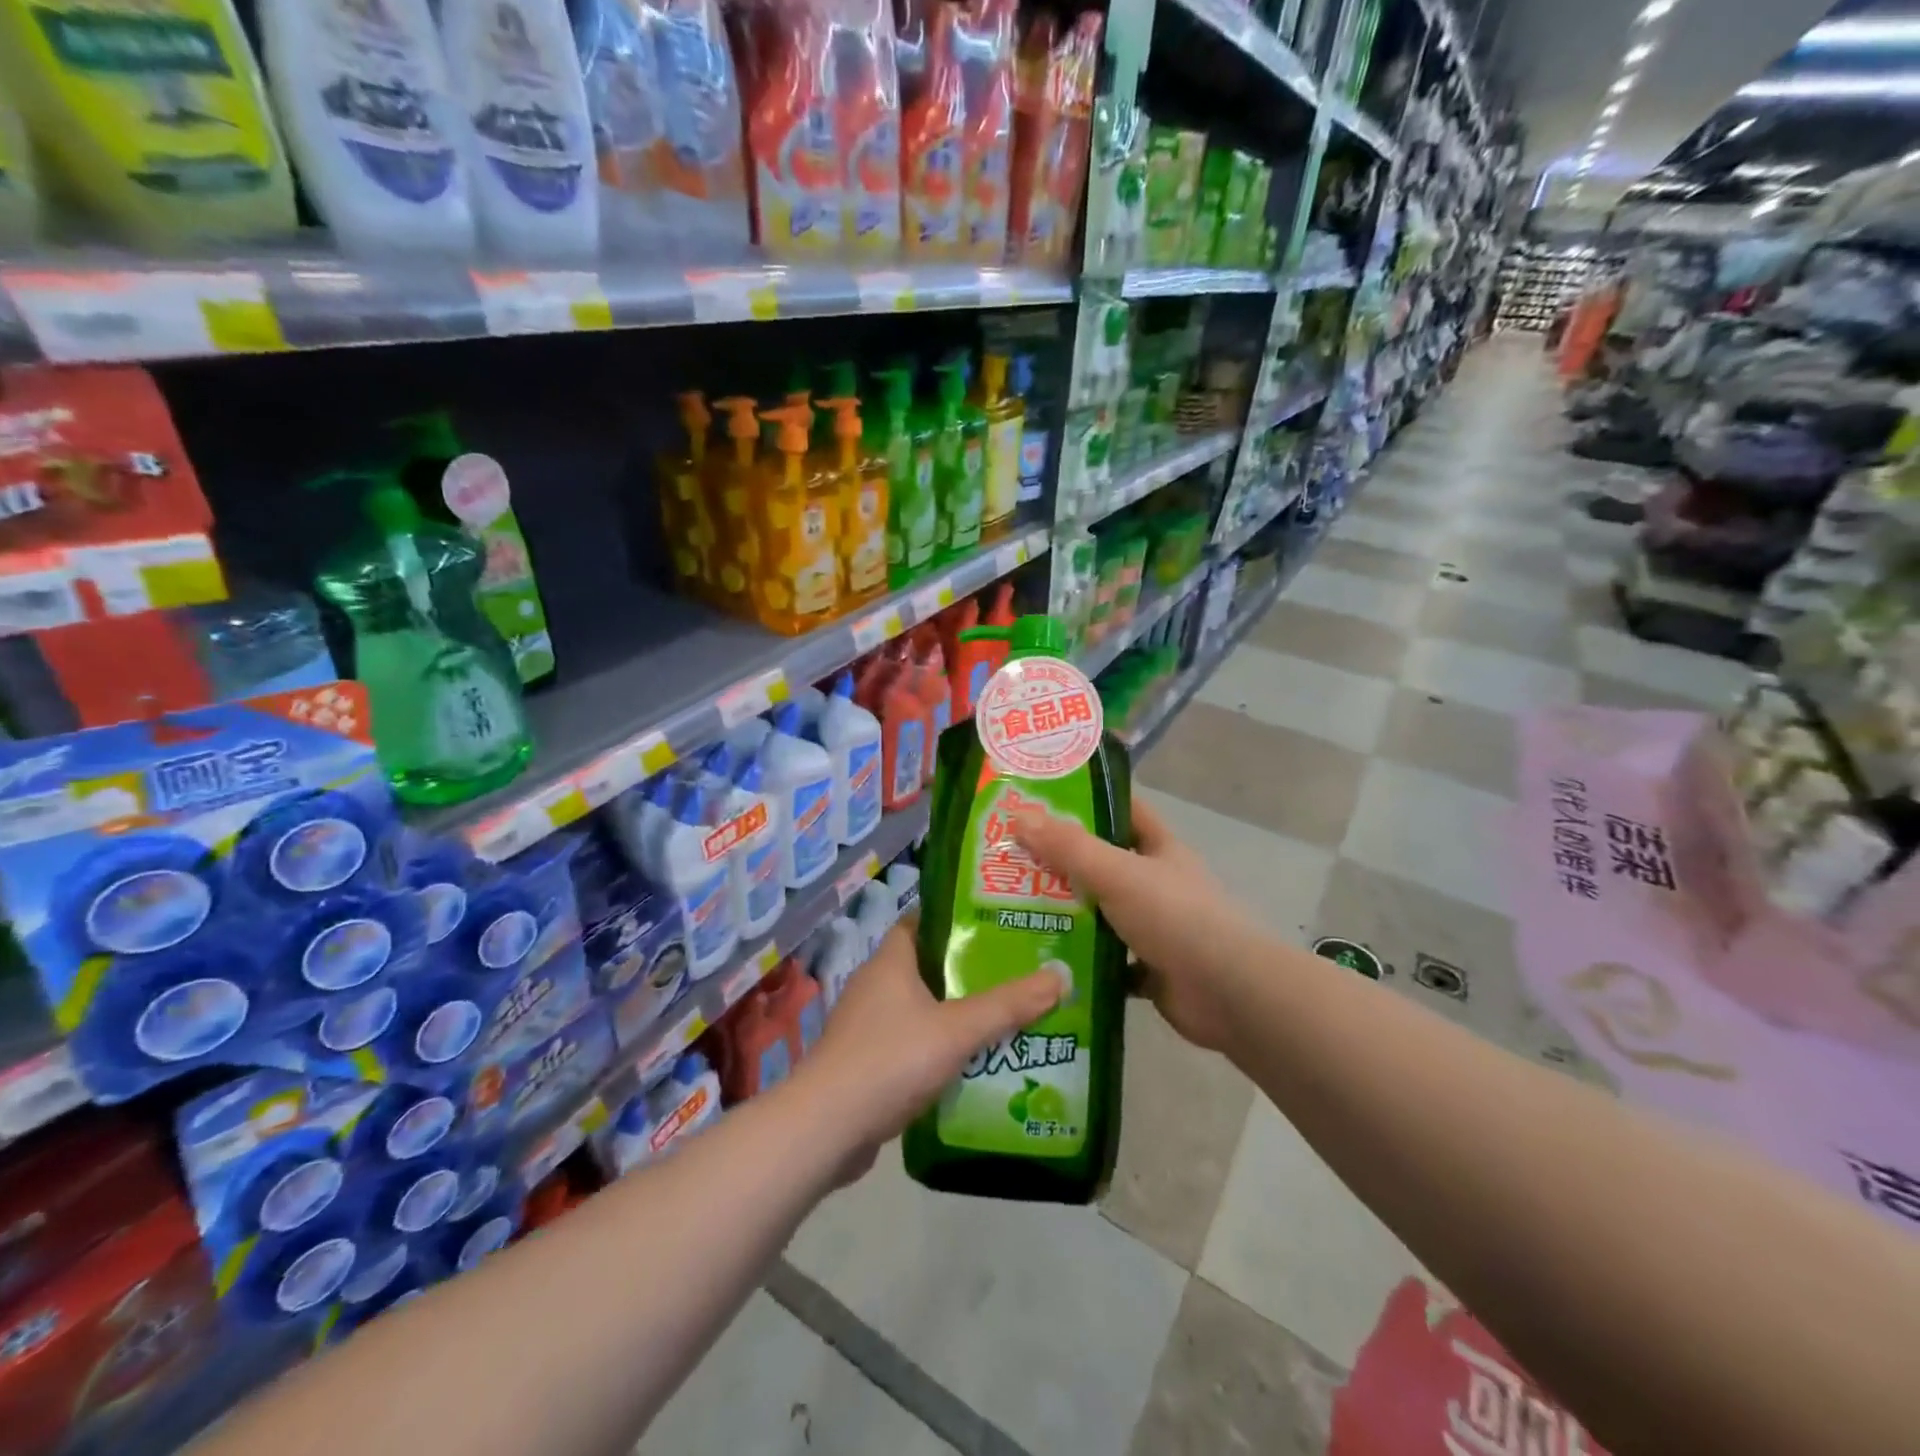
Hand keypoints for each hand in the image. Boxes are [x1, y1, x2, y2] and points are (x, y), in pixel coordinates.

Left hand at [798, 924, 1061, 1169]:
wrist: (827, 1129)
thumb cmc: (890, 1060)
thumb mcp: (957, 1029)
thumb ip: (1008, 1005)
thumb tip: (1060, 976)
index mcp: (890, 962)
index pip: (920, 922)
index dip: (953, 919)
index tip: (994, 924)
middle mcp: (875, 986)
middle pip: (926, 966)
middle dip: (966, 971)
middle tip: (1013, 973)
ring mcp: (866, 1027)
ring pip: (920, 1009)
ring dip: (954, 1014)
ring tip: (1002, 1018)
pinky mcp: (865, 1064)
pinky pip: (910, 1044)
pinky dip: (937, 1049)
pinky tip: (970, 1064)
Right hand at [1014, 796, 1257, 1053]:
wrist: (1228, 993)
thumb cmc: (1175, 917)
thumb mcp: (1117, 872)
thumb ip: (1069, 847)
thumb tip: (1019, 816)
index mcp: (1159, 849)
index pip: (1123, 810)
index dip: (1088, 800)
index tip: (1042, 798)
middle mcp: (1157, 884)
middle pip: (1104, 863)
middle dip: (1061, 862)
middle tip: (1009, 859)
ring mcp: (1154, 928)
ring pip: (1101, 913)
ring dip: (1066, 913)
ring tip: (1012, 909)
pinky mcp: (1148, 969)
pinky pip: (1105, 960)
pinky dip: (1080, 961)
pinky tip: (1042, 960)